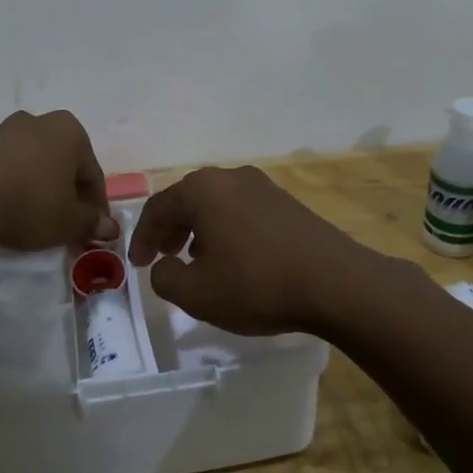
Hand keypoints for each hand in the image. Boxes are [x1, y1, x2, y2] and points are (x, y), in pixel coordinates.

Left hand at [0, 110, 115, 250]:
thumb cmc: (31, 202)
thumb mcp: (69, 221)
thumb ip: (90, 222)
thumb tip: (107, 226)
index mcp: (70, 131)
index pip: (92, 173)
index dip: (96, 206)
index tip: (94, 231)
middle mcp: (39, 122)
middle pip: (63, 164)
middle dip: (67, 194)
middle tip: (67, 226)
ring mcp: (4, 131)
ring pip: (34, 164)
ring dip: (40, 189)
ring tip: (37, 221)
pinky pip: (7, 168)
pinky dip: (14, 187)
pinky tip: (10, 210)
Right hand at [127, 166, 374, 334]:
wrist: (336, 283)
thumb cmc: (257, 284)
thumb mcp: (197, 294)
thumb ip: (165, 279)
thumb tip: (165, 266)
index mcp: (202, 190)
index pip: (158, 208)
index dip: (142, 237)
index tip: (137, 264)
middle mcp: (229, 178)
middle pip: (186, 200)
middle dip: (169, 229)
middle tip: (161, 257)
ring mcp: (262, 186)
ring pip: (215, 204)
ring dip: (198, 229)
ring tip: (195, 259)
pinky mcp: (286, 201)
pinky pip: (241, 210)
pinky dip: (225, 229)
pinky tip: (233, 257)